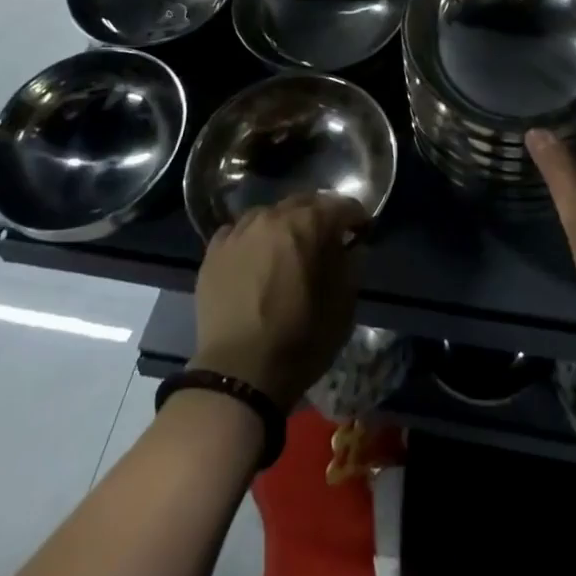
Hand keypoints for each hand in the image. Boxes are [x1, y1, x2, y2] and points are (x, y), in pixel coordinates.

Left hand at [192, 195, 367, 407]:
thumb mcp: (343, 306)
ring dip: (284, 224)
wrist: (238, 373)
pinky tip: (256, 258)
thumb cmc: (300, 340)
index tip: (362, 231)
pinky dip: (253, 239)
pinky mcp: (213, 252)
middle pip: (303, 202)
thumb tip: (351, 247)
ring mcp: (238, 232)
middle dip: (320, 215)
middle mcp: (271, 217)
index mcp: (307, 225)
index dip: (356, 217)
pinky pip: (239, 232)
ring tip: (289, 248)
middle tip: (328, 237)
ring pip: (268, 214)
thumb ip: (351, 265)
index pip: (341, 206)